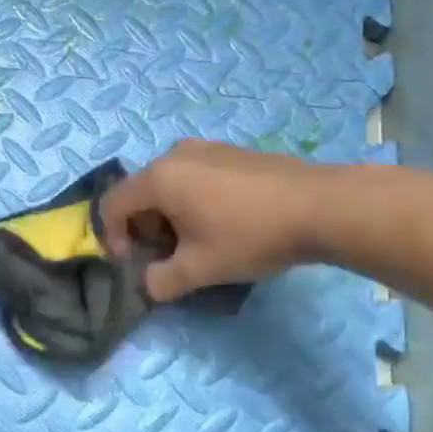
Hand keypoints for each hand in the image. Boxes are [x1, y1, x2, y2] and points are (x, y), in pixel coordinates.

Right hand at [100, 140, 329, 300]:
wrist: (321, 206)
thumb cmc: (250, 236)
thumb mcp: (199, 270)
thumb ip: (160, 281)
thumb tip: (148, 283)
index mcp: (159, 178)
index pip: (111, 206)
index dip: (113, 240)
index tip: (139, 265)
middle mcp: (176, 154)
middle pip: (140, 194)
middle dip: (146, 230)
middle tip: (172, 258)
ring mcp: (207, 148)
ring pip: (169, 186)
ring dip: (171, 218)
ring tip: (201, 243)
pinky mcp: (232, 152)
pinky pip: (195, 177)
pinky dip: (194, 202)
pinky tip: (227, 224)